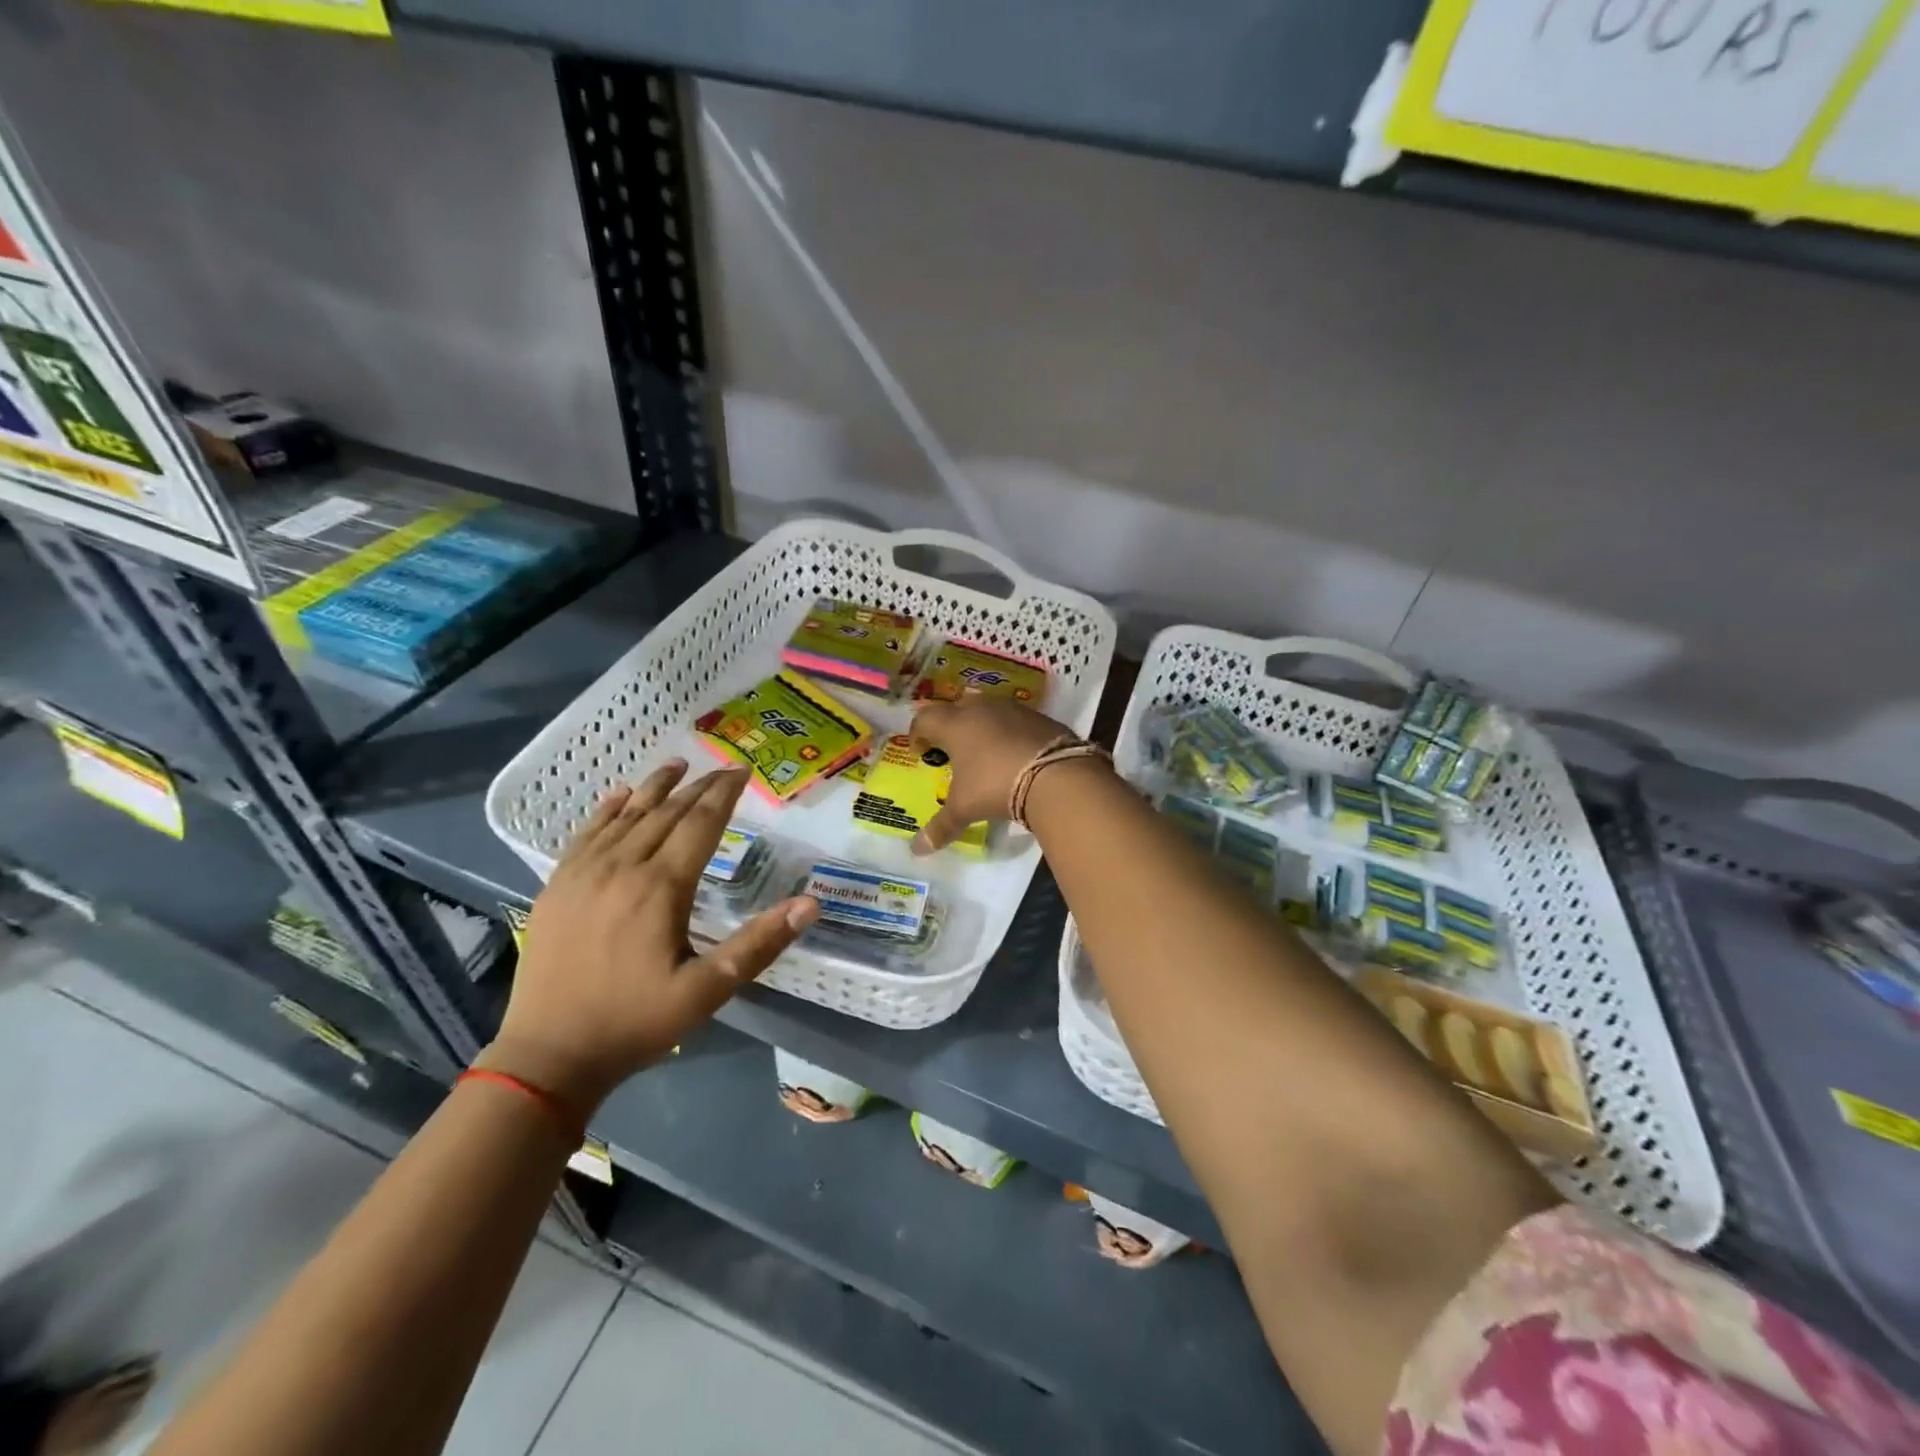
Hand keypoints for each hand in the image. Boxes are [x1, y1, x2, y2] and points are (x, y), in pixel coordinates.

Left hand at [481, 761, 818, 1111]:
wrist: (547, 1055)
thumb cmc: (634, 1022)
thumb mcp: (707, 990)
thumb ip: (759, 944)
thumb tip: (810, 904)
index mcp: (661, 888)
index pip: (699, 824)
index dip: (723, 795)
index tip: (743, 772)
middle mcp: (622, 867)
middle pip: (665, 813)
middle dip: (698, 787)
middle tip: (722, 769)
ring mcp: (583, 874)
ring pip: (625, 816)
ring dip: (654, 787)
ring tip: (676, 764)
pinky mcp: (557, 887)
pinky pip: (586, 834)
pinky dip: (606, 810)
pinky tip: (618, 795)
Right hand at [908, 695, 1078, 852]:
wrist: (1055, 774)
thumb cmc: (995, 786)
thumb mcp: (965, 808)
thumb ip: (941, 827)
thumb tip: (917, 850)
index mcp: (955, 725)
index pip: (925, 718)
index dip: (917, 733)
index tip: (920, 751)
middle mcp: (981, 709)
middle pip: (956, 707)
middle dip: (950, 724)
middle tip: (951, 748)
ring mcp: (1012, 709)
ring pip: (987, 708)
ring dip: (981, 725)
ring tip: (983, 750)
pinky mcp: (1039, 716)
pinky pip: (1015, 718)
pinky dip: (1008, 731)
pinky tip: (1013, 753)